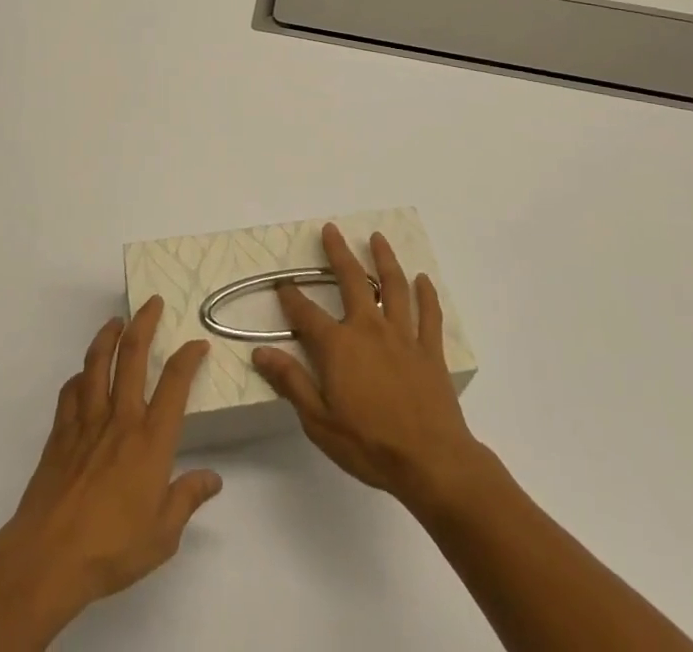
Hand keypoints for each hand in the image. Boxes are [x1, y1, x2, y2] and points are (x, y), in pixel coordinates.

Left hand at [0, 301, 219, 651]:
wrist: (50, 556)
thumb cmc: (113, 548)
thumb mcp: (163, 534)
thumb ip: (187, 499)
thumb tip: (213, 478)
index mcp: (151, 439)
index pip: (175, 384)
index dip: (188, 358)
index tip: (197, 343)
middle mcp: (121, 418)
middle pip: (132, 355)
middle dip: (144, 322)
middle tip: (153, 302)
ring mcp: (87, 420)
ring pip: (97, 362)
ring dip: (108, 335)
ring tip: (116, 321)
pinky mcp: (60, 431)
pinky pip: (70, 391)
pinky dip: (79, 376)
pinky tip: (82, 375)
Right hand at [252, 224, 483, 509]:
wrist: (432, 463)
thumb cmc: (370, 445)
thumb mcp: (319, 422)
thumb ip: (291, 382)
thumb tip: (260, 352)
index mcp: (338, 346)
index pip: (306, 314)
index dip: (291, 297)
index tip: (282, 283)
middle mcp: (368, 328)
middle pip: (351, 280)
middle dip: (338, 252)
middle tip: (331, 229)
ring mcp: (402, 336)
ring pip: (393, 286)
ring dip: (384, 259)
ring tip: (378, 238)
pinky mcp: (429, 350)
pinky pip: (429, 315)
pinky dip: (426, 294)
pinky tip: (424, 279)